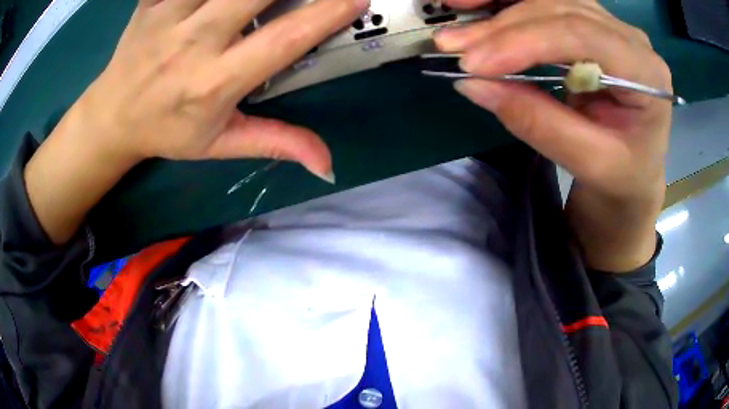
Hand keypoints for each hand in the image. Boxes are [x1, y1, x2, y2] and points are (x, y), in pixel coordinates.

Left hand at [80, 0, 368, 177]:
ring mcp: (167, 17)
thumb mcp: (219, 144)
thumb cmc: (166, 131)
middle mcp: (193, 43)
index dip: (325, 14)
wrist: (111, 119)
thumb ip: (275, 143)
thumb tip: (328, 164)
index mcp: (214, 82)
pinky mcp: (150, 2)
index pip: (283, 39)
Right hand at [436, 0, 671, 269]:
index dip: (524, 42)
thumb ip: (539, 123)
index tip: (473, 64)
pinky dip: (508, 6)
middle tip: (451, 46)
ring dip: (498, 10)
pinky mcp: (590, 27)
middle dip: (502, 27)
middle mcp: (630, 38)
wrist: (634, 175)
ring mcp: (610, 27)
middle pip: (559, 10)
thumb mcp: (589, 163)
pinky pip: (545, 5)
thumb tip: (474, 85)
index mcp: (646, 72)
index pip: (581, 35)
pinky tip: (476, 7)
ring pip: (547, 1)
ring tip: (456, 28)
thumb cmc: (622, 177)